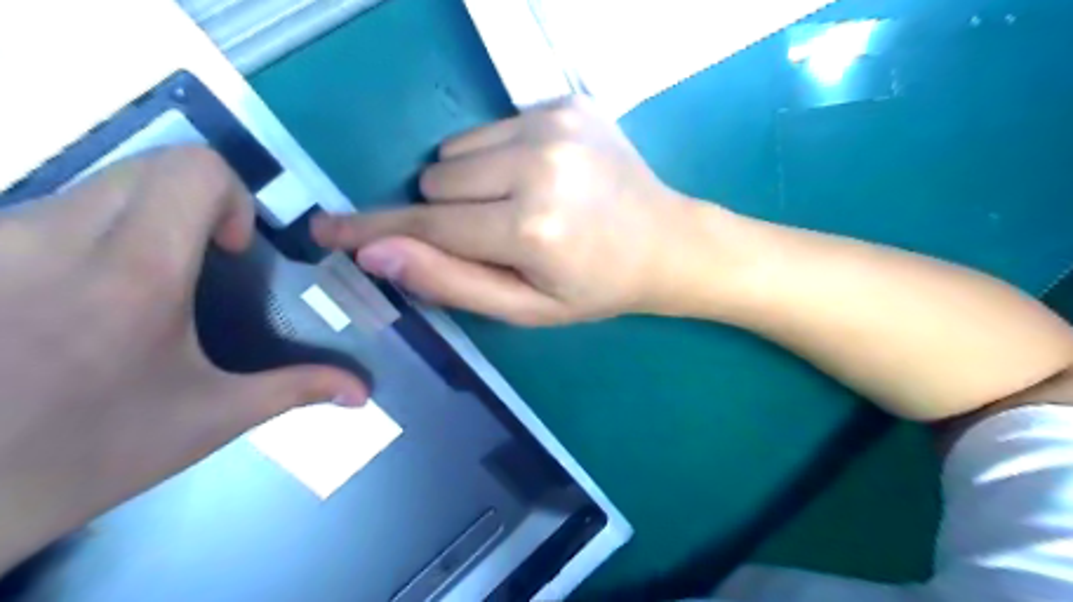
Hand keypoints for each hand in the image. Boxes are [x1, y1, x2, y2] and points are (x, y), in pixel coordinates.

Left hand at [0, 147, 365, 570]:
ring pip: (101, 182)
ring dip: (147, 215)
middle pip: (151, 164)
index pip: (192, 169)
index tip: (233, 249)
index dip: (232, 195)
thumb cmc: (92, 453)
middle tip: (206, 260)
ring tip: (149, 283)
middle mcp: (57, 237)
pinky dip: (98, 230)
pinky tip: (89, 294)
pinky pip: (55, 208)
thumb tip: (363, 392)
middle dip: (197, 200)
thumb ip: (297, 389)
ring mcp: (0, 240)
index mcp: (135, 274)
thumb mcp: (212, 419)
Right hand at [309, 99, 718, 324]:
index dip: (376, 232)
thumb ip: (451, 282)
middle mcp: (538, 164)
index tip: (328, 230)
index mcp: (531, 227)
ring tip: (521, 206)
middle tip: (499, 236)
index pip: (429, 227)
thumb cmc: (594, 287)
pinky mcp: (564, 102)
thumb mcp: (526, 308)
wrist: (664, 241)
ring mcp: (553, 123)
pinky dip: (496, 158)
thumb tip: (378, 253)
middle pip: (436, 184)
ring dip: (471, 185)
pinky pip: (489, 129)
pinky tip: (539, 177)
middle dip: (450, 215)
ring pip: (456, 153)